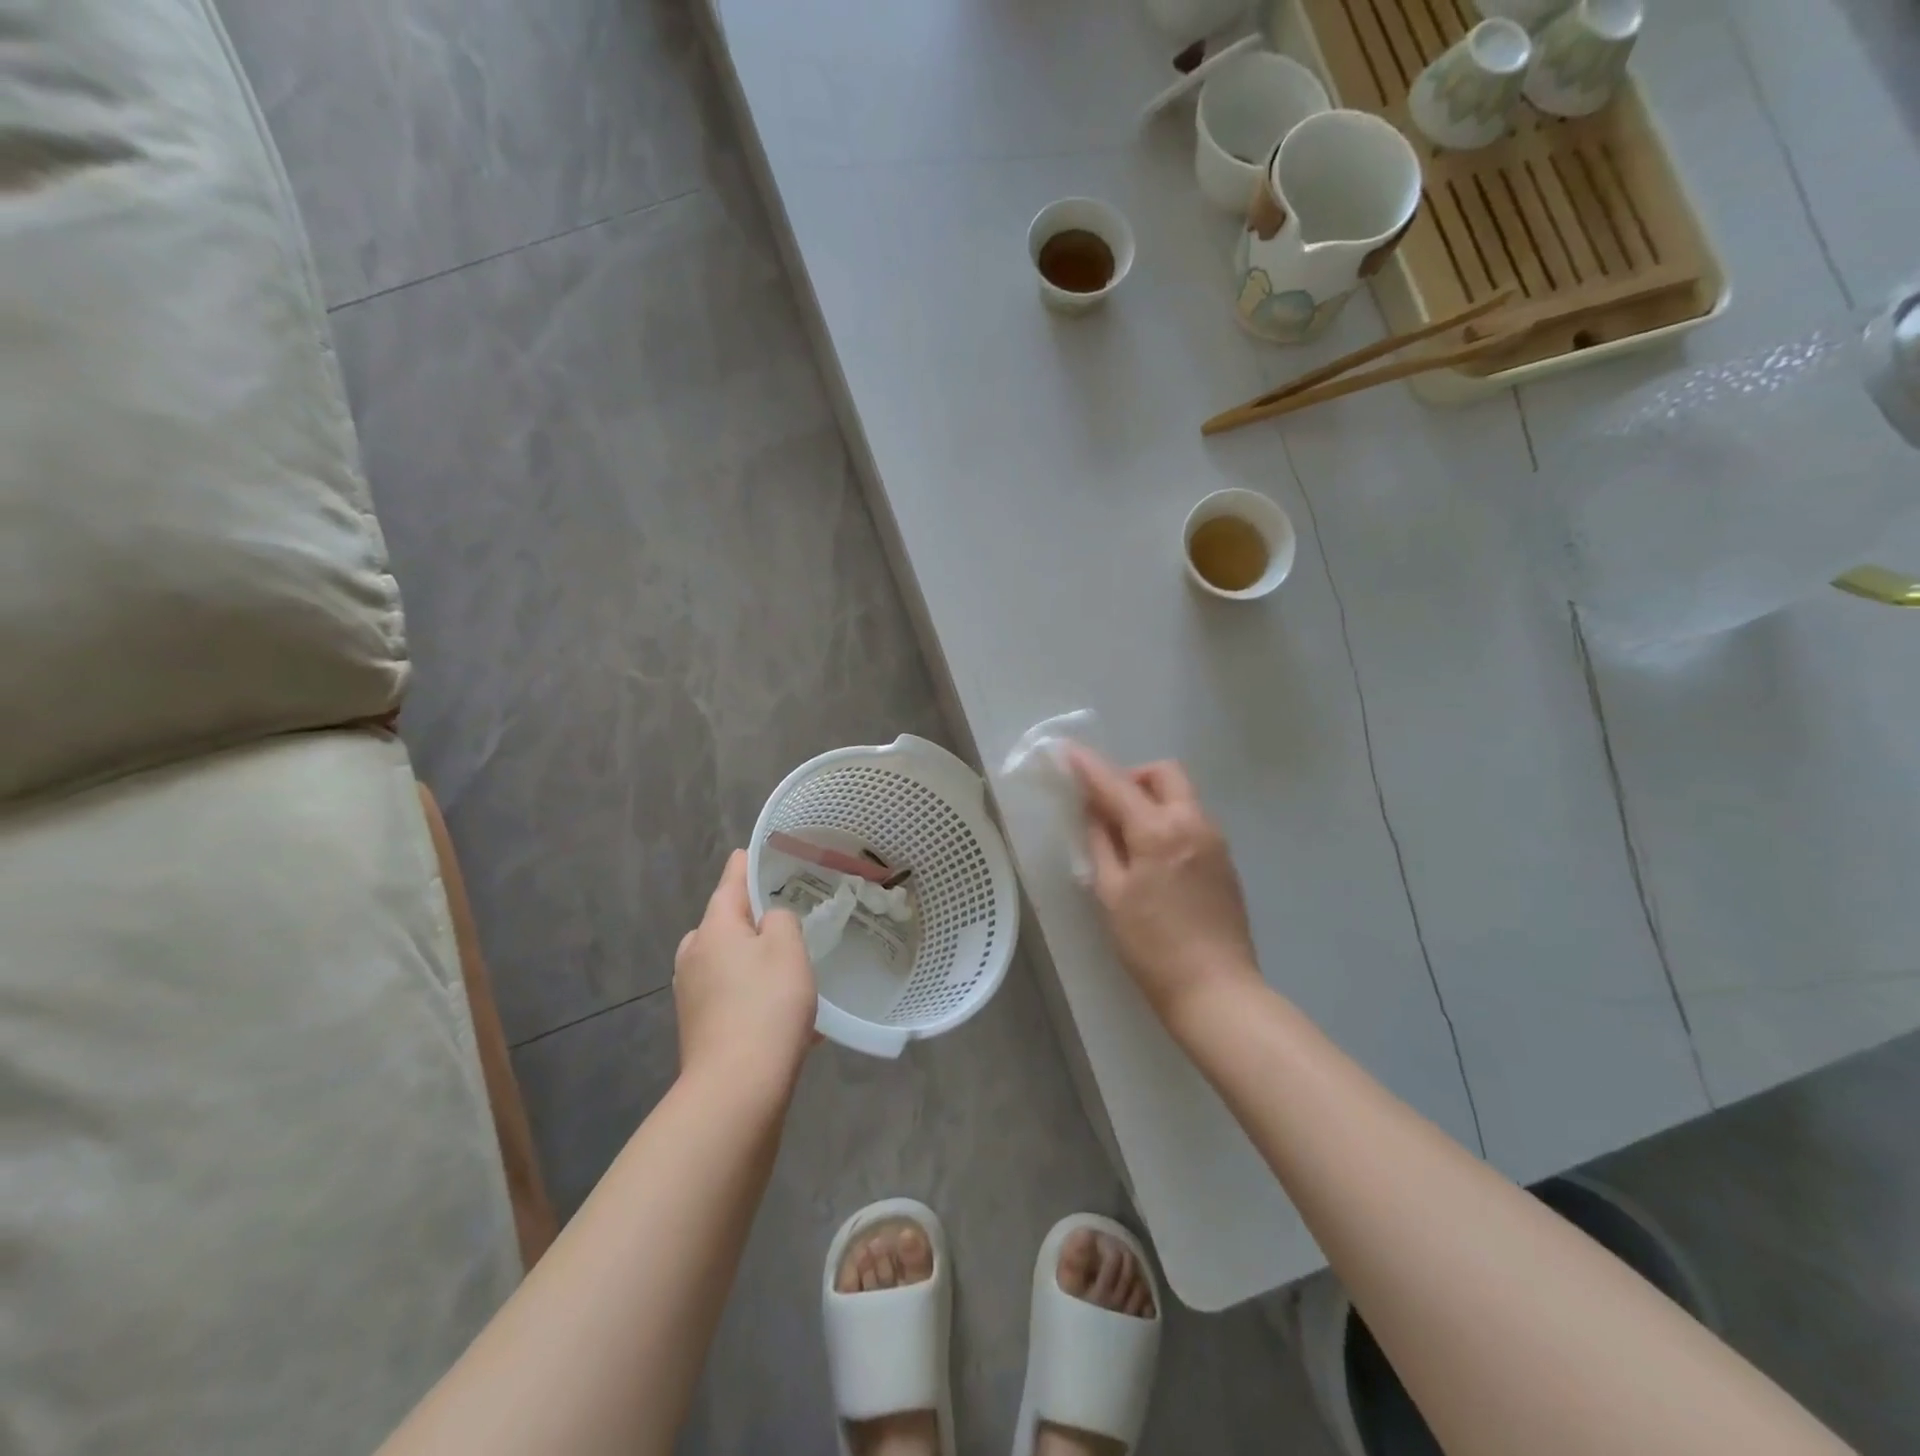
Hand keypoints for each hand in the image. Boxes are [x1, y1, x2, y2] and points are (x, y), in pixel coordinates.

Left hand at [674, 850, 816, 1099]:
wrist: (736, 1088)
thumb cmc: (766, 1006)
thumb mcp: (788, 948)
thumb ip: (781, 919)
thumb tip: (769, 922)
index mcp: (714, 928)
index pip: (731, 882)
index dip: (745, 864)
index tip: (753, 851)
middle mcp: (694, 955)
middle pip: (726, 924)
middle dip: (753, 920)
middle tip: (788, 921)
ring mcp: (691, 993)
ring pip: (729, 962)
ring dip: (756, 961)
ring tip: (792, 972)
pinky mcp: (698, 1026)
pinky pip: (731, 995)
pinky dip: (753, 994)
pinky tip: (785, 1015)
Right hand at [1068, 746, 1261, 1032]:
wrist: (1216, 990)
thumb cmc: (1152, 947)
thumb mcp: (1112, 895)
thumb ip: (1102, 844)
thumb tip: (1095, 811)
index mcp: (1159, 831)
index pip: (1117, 785)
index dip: (1089, 766)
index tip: (1068, 750)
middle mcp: (1193, 823)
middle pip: (1164, 773)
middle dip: (1133, 776)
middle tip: (1108, 804)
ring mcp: (1215, 840)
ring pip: (1182, 795)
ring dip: (1152, 798)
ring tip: (1127, 835)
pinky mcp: (1226, 859)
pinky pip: (1192, 820)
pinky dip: (1169, 820)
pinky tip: (1153, 856)